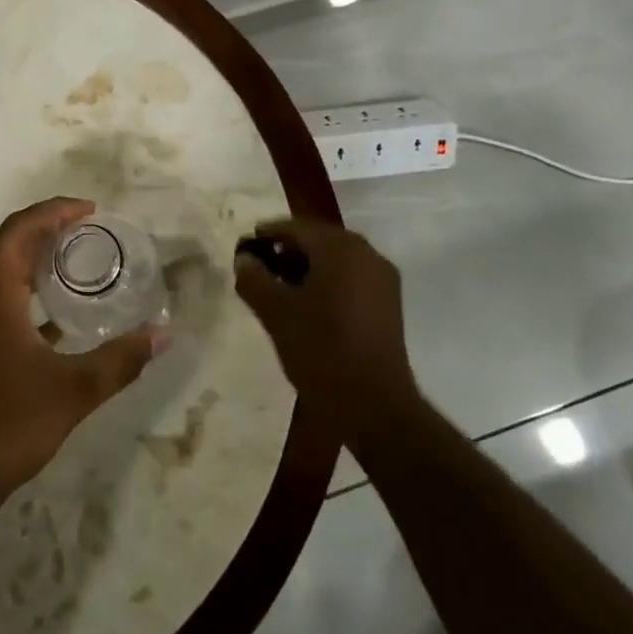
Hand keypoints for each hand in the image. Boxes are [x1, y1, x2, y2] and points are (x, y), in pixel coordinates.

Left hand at [0, 198, 166, 511]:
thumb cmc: (6, 426)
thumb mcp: (73, 390)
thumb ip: (122, 358)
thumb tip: (164, 333)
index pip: (21, 228)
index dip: (57, 211)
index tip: (91, 209)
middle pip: (7, 246)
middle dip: (48, 233)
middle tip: (90, 234)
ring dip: (33, 264)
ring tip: (75, 267)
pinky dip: (19, 295)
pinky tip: (50, 319)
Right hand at [233, 219, 419, 438]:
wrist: (373, 405)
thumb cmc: (320, 349)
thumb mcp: (275, 312)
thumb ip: (254, 279)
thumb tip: (244, 259)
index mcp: (340, 247)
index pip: (294, 227)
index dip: (265, 236)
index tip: (243, 250)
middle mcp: (367, 253)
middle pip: (318, 241)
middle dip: (286, 252)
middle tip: (259, 271)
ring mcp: (383, 279)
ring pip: (336, 261)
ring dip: (307, 269)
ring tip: (279, 292)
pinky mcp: (389, 304)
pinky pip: (351, 279)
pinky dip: (328, 284)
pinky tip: (308, 307)